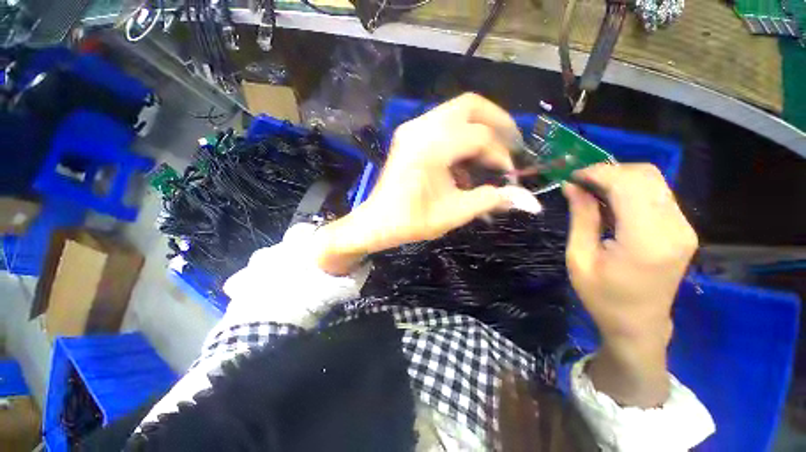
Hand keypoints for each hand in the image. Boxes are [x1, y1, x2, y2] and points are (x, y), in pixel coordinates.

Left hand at [315, 93, 540, 274]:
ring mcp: (412, 128)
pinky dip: (460, 136)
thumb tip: (532, 202)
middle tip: (512, 145)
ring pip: (456, 111)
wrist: (378, 222)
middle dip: (497, 123)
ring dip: (479, 128)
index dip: (501, 154)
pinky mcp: (409, 134)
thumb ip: (492, 201)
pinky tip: (463, 162)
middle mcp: (420, 128)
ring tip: (489, 156)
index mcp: (430, 148)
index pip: (479, 137)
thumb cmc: (411, 221)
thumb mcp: (454, 213)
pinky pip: (443, 123)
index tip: (510, 175)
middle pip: (470, 106)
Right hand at [564, 163, 697, 406]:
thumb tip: (572, 186)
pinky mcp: (683, 229)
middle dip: (609, 171)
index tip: (572, 176)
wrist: (638, 324)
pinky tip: (611, 202)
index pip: (628, 185)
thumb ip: (580, 218)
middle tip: (580, 183)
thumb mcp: (579, 258)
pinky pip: (658, 194)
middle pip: (646, 176)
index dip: (598, 173)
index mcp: (646, 240)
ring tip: (592, 191)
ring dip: (620, 178)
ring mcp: (684, 228)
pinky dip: (632, 189)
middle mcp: (674, 228)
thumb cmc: (602, 296)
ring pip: (654, 181)